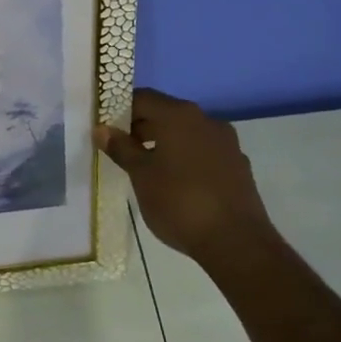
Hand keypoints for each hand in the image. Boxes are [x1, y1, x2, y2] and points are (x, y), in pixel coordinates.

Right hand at [95, 88, 271, 261]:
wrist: (237, 243)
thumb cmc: (179, 202)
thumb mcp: (141, 175)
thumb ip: (121, 148)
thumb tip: (102, 129)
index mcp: (179, 115)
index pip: (143, 98)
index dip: (120, 110)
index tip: (107, 130)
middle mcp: (205, 120)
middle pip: (166, 113)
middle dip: (142, 128)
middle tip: (122, 151)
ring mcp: (226, 142)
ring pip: (186, 133)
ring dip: (165, 144)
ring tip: (147, 169)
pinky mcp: (238, 165)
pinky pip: (204, 151)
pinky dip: (186, 158)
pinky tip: (177, 183)